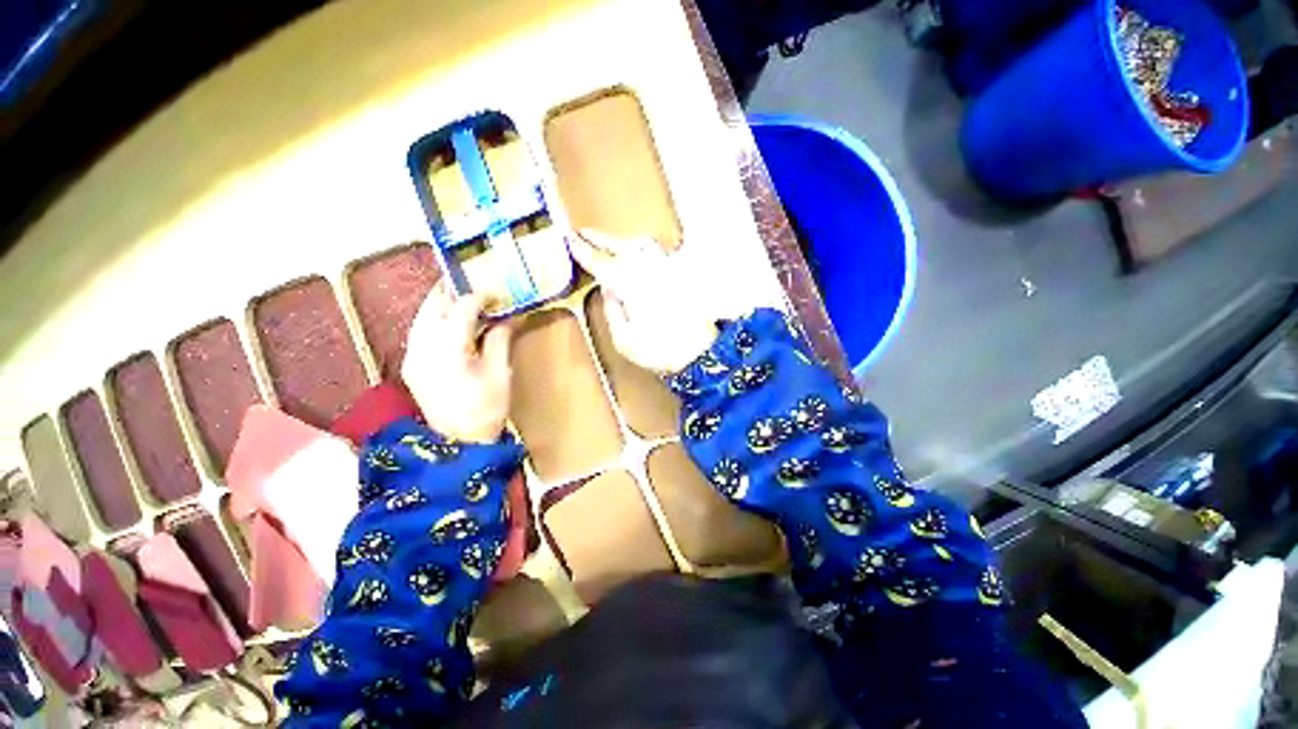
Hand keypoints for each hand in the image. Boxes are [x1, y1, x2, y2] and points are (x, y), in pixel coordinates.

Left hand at [402, 286, 512, 442]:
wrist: (458, 445)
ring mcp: (412, 357)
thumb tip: (508, 317)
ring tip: (461, 298)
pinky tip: (449, 322)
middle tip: (473, 285)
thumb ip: (499, 340)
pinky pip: (418, 332)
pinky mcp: (410, 366)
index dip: (480, 297)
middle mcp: (423, 348)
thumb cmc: (486, 410)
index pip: (461, 308)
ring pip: (421, 317)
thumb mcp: (500, 374)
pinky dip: (433, 320)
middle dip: (452, 291)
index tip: (497, 295)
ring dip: (440, 304)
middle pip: (432, 306)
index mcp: (449, 350)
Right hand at [570, 229, 717, 373]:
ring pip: (641, 245)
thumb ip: (612, 311)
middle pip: (621, 247)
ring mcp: (666, 271)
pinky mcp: (679, 276)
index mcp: (631, 286)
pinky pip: (656, 253)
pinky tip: (636, 254)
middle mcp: (648, 271)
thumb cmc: (658, 351)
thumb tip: (608, 289)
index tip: (569, 241)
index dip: (584, 252)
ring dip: (622, 240)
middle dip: (601, 239)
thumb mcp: (624, 340)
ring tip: (609, 242)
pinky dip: (641, 248)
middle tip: (584, 233)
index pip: (602, 264)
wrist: (699, 353)